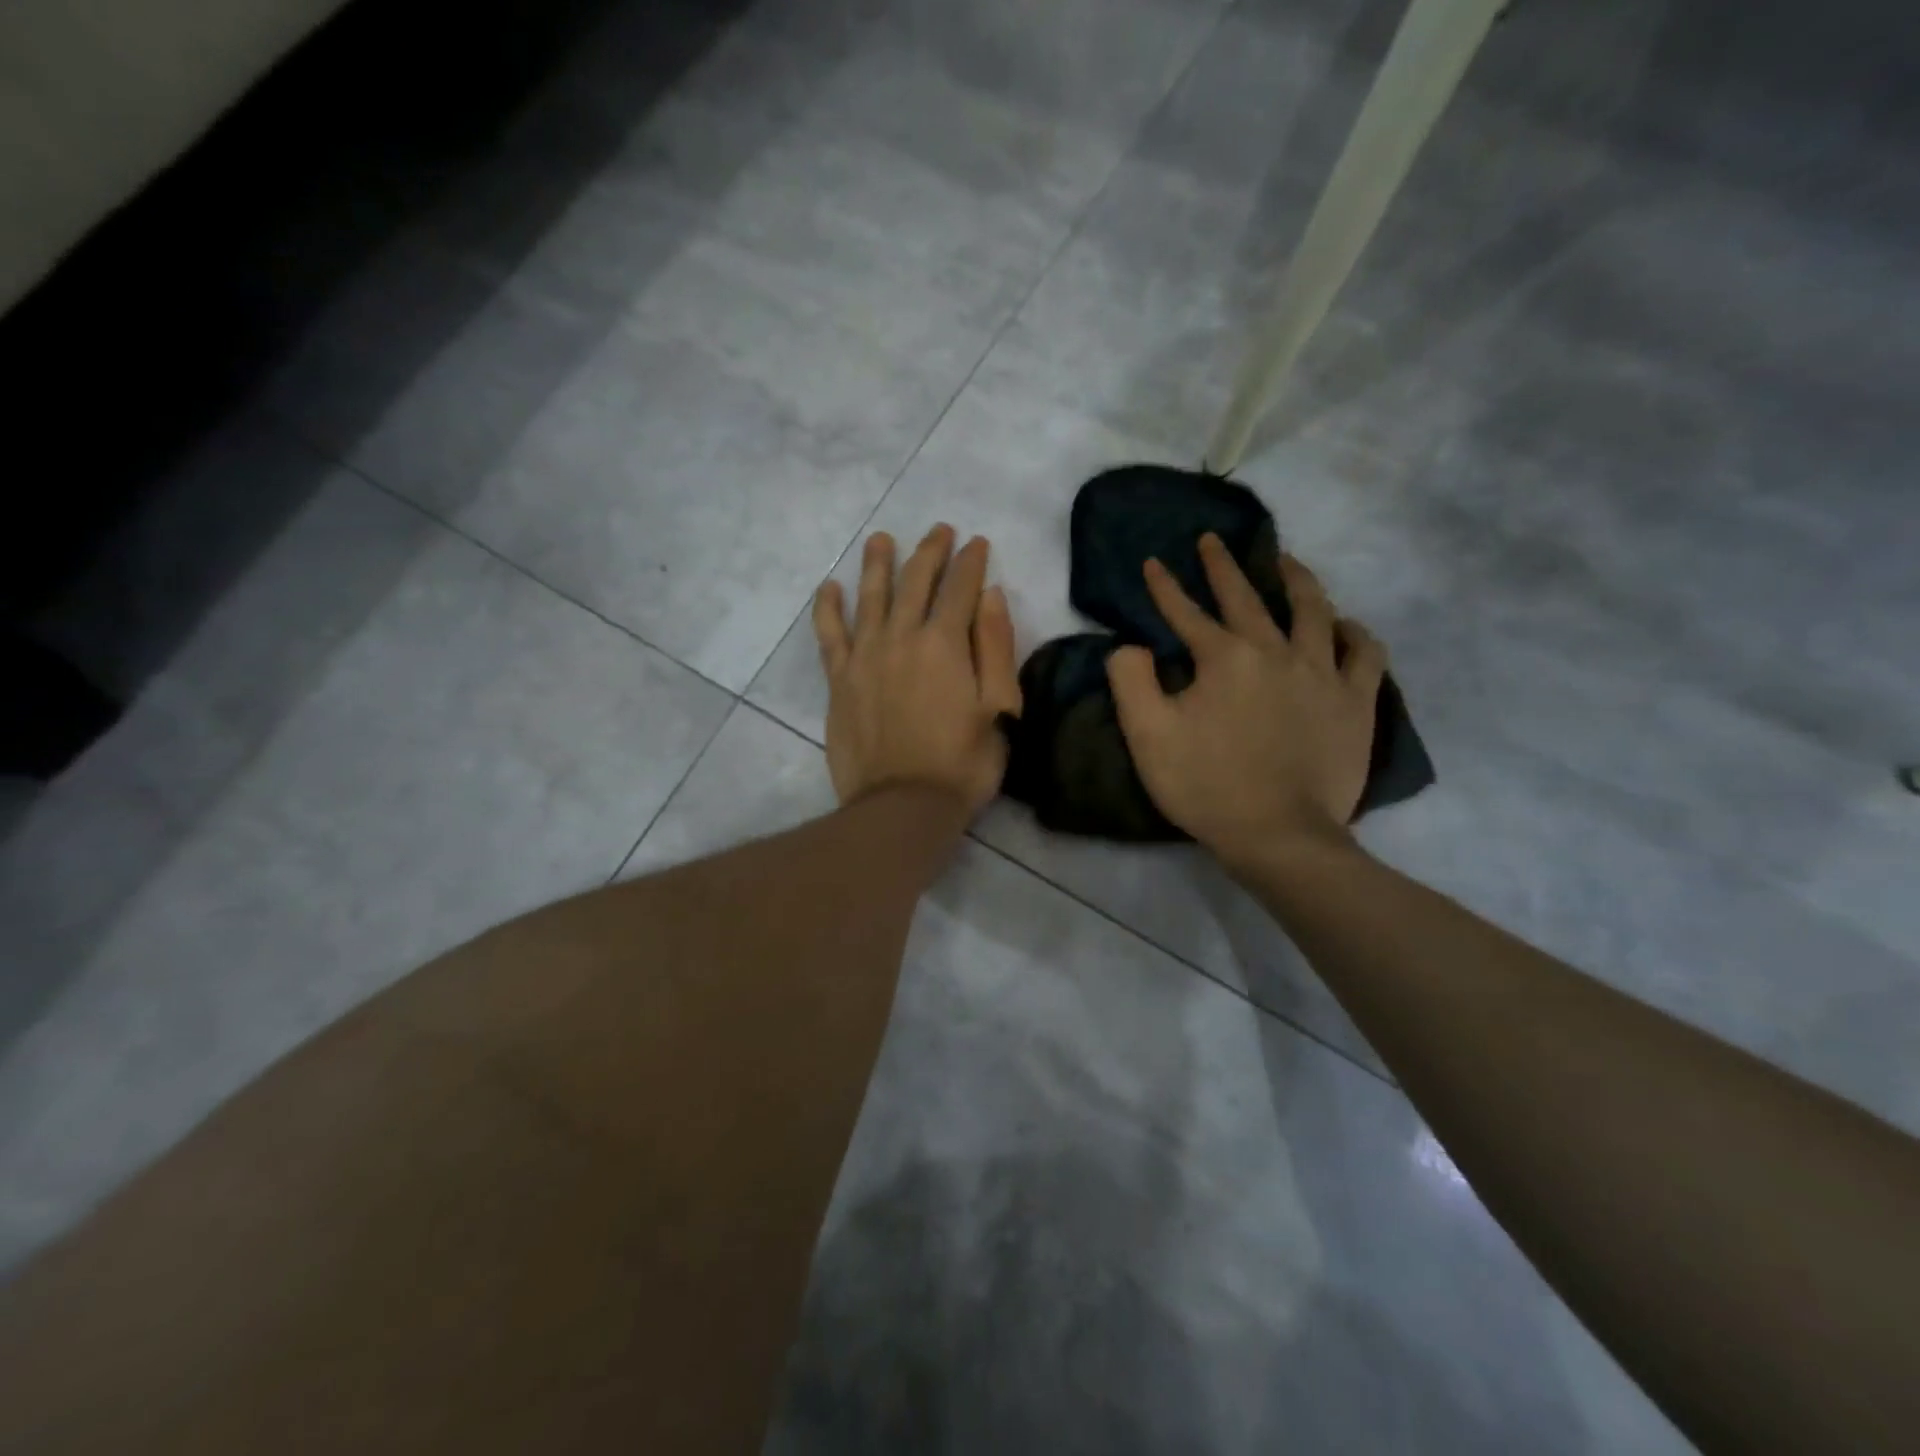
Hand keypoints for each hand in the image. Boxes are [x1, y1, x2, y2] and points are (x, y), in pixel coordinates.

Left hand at [812, 525, 1022, 814]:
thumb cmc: (962, 762)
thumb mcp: (999, 707)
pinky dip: (829, 608)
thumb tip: (989, 594)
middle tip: (939, 531)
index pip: (960, 588)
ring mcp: (864, 657)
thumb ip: (995, 647)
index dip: (971, 562)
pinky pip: (830, 634)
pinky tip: (830, 587)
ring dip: (877, 564)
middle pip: (914, 582)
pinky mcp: (839, 680)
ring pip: (870, 597)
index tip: (977, 543)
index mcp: (945, 643)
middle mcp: (901, 637)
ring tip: (881, 539)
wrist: (903, 806)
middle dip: (930, 552)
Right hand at [1106, 534, 1385, 872]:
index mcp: (1224, 658)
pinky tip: (1345, 625)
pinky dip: (1354, 633)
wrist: (1279, 834)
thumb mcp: (1147, 735)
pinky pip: (1364, 653)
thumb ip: (1130, 681)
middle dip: (1223, 566)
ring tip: (1285, 562)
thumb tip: (1129, 646)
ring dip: (1295, 580)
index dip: (1165, 587)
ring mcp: (1322, 673)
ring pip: (1313, 610)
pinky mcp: (1355, 701)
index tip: (1153, 562)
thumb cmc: (1206, 785)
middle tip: (1212, 540)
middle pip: (1247, 597)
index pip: (1187, 612)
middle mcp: (1276, 651)